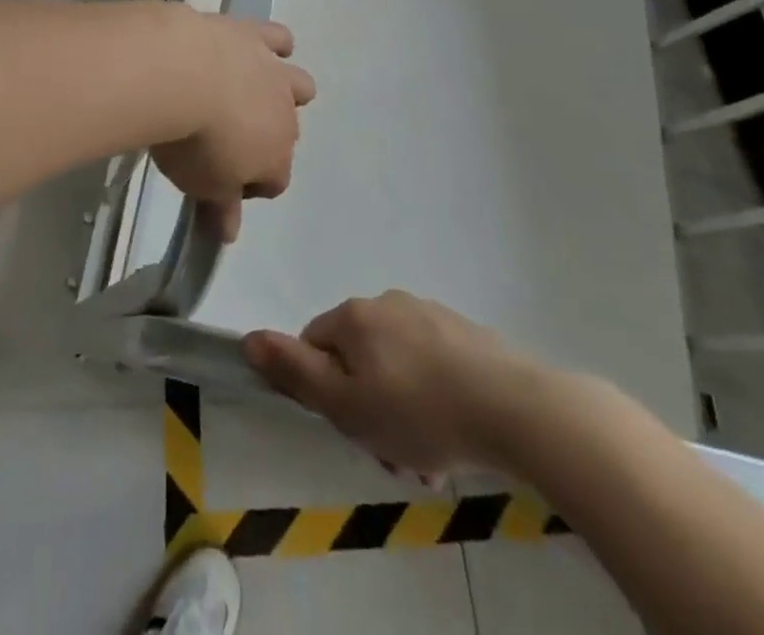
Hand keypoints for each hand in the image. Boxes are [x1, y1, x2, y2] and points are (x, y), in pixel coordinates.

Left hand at [149, 16, 314, 241]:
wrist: (180, 74)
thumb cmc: (190, 142)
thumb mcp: (199, 185)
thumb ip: (220, 208)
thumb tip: (230, 234)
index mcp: (275, 157)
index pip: (274, 181)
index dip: (249, 185)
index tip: (221, 183)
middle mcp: (285, 115)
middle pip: (287, 134)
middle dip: (265, 138)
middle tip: (226, 139)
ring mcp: (273, 72)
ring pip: (300, 85)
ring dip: (284, 91)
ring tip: (249, 92)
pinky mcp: (253, 35)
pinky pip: (279, 38)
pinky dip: (274, 44)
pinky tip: (254, 47)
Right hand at [242, 292, 561, 478]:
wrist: (515, 408)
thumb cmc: (420, 410)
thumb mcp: (346, 404)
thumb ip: (295, 372)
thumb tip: (249, 339)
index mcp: (354, 317)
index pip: (316, 345)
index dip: (324, 390)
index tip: (350, 426)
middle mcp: (386, 303)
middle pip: (358, 358)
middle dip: (368, 405)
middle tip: (393, 454)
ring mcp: (429, 315)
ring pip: (397, 366)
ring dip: (402, 409)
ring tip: (430, 459)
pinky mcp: (465, 334)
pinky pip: (433, 366)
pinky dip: (434, 398)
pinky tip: (455, 437)